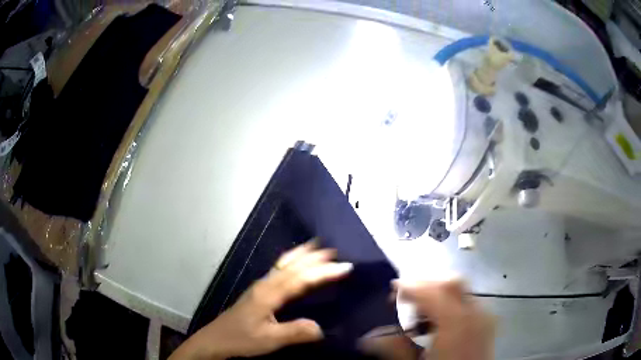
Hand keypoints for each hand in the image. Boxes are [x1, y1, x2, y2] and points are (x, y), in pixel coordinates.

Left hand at [170, 242, 352, 359]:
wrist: (215, 340)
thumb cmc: (241, 339)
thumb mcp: (269, 340)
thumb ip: (296, 333)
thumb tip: (322, 328)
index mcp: (269, 294)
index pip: (301, 278)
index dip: (324, 272)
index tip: (345, 266)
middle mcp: (265, 284)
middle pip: (292, 265)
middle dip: (314, 257)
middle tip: (335, 250)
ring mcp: (260, 286)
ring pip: (284, 264)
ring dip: (302, 255)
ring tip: (317, 246)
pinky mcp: (258, 292)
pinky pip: (279, 270)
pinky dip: (291, 261)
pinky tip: (294, 264)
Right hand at [397, 280, 494, 359]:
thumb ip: (395, 348)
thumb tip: (367, 338)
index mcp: (457, 322)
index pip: (432, 292)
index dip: (411, 286)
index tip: (393, 287)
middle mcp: (475, 312)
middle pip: (451, 282)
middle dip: (426, 284)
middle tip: (405, 296)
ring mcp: (485, 316)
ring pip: (462, 290)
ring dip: (439, 293)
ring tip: (420, 311)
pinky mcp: (488, 323)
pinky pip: (469, 302)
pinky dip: (452, 303)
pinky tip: (440, 321)